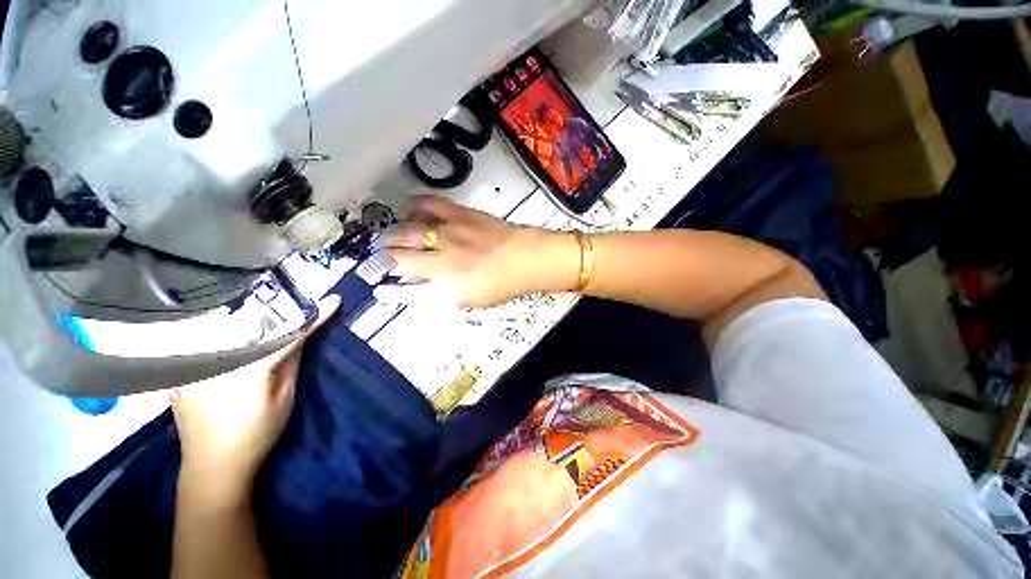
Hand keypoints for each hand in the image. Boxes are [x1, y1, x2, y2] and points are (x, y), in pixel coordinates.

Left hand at [171, 296, 339, 506]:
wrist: (212, 468)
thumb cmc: (257, 434)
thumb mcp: (285, 399)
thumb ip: (291, 362)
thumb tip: (301, 334)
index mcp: (248, 369)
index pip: (288, 335)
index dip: (313, 318)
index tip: (334, 300)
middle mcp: (216, 360)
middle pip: (250, 324)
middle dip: (270, 319)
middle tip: (282, 323)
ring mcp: (193, 366)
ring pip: (225, 331)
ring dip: (244, 329)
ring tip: (254, 337)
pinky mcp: (182, 373)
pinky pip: (206, 345)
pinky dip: (222, 343)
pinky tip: (226, 357)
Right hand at [379, 196, 577, 307]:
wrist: (523, 258)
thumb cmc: (501, 284)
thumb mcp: (470, 299)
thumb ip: (443, 294)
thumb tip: (422, 288)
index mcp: (445, 288)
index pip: (407, 291)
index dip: (390, 291)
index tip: (380, 289)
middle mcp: (440, 262)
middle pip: (398, 257)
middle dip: (384, 258)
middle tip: (383, 257)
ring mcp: (447, 235)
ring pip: (405, 231)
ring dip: (392, 234)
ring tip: (389, 235)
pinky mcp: (457, 214)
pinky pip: (427, 203)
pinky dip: (412, 205)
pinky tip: (406, 210)